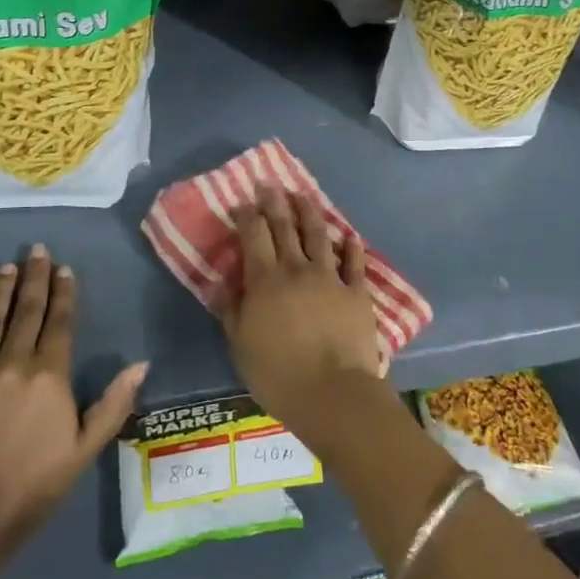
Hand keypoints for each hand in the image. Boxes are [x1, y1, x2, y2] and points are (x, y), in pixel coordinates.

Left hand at [0, 245, 146, 560]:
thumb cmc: (32, 488)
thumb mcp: (85, 450)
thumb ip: (114, 404)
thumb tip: (141, 363)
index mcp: (50, 376)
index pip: (59, 322)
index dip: (63, 293)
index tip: (64, 268)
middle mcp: (13, 365)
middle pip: (26, 312)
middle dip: (34, 278)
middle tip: (36, 249)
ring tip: (4, 266)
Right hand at [221, 185, 383, 449]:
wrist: (333, 393)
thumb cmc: (278, 374)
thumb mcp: (240, 345)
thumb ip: (232, 309)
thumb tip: (223, 281)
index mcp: (266, 280)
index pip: (254, 235)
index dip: (248, 215)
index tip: (244, 201)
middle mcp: (297, 269)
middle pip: (285, 227)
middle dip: (275, 202)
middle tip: (270, 184)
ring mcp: (330, 277)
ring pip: (318, 235)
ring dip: (309, 213)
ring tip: (302, 196)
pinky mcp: (356, 292)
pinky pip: (354, 263)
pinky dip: (351, 246)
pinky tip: (350, 235)